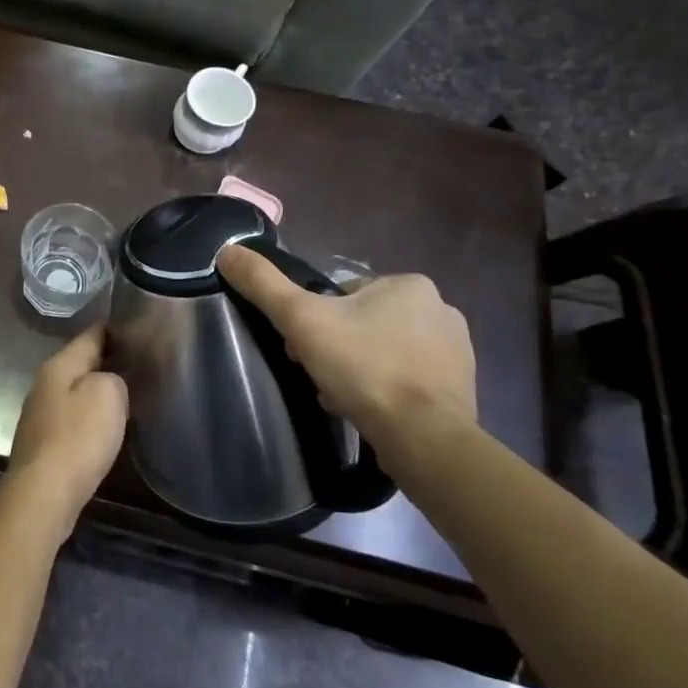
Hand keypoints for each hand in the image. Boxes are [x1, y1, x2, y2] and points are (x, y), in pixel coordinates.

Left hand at [4, 325, 127, 536]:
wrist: (44, 492)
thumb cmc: (77, 438)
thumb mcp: (107, 395)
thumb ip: (113, 378)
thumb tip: (108, 382)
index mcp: (58, 366)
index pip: (89, 335)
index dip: (113, 328)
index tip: (136, 322)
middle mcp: (44, 384)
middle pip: (80, 363)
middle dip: (107, 360)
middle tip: (141, 359)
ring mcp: (41, 414)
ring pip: (76, 391)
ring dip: (98, 390)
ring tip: (129, 391)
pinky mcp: (44, 442)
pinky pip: (73, 418)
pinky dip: (90, 417)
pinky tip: (106, 426)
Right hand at [216, 245, 477, 458]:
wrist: (423, 436)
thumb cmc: (363, 368)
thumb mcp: (300, 319)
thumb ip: (263, 283)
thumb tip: (227, 251)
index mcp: (408, 284)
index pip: (342, 294)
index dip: (313, 319)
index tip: (300, 347)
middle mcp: (441, 309)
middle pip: (362, 322)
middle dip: (334, 346)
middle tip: (317, 373)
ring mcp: (456, 351)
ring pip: (382, 351)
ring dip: (357, 369)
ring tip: (340, 396)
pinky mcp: (459, 388)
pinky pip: (406, 379)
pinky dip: (383, 390)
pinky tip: (367, 410)